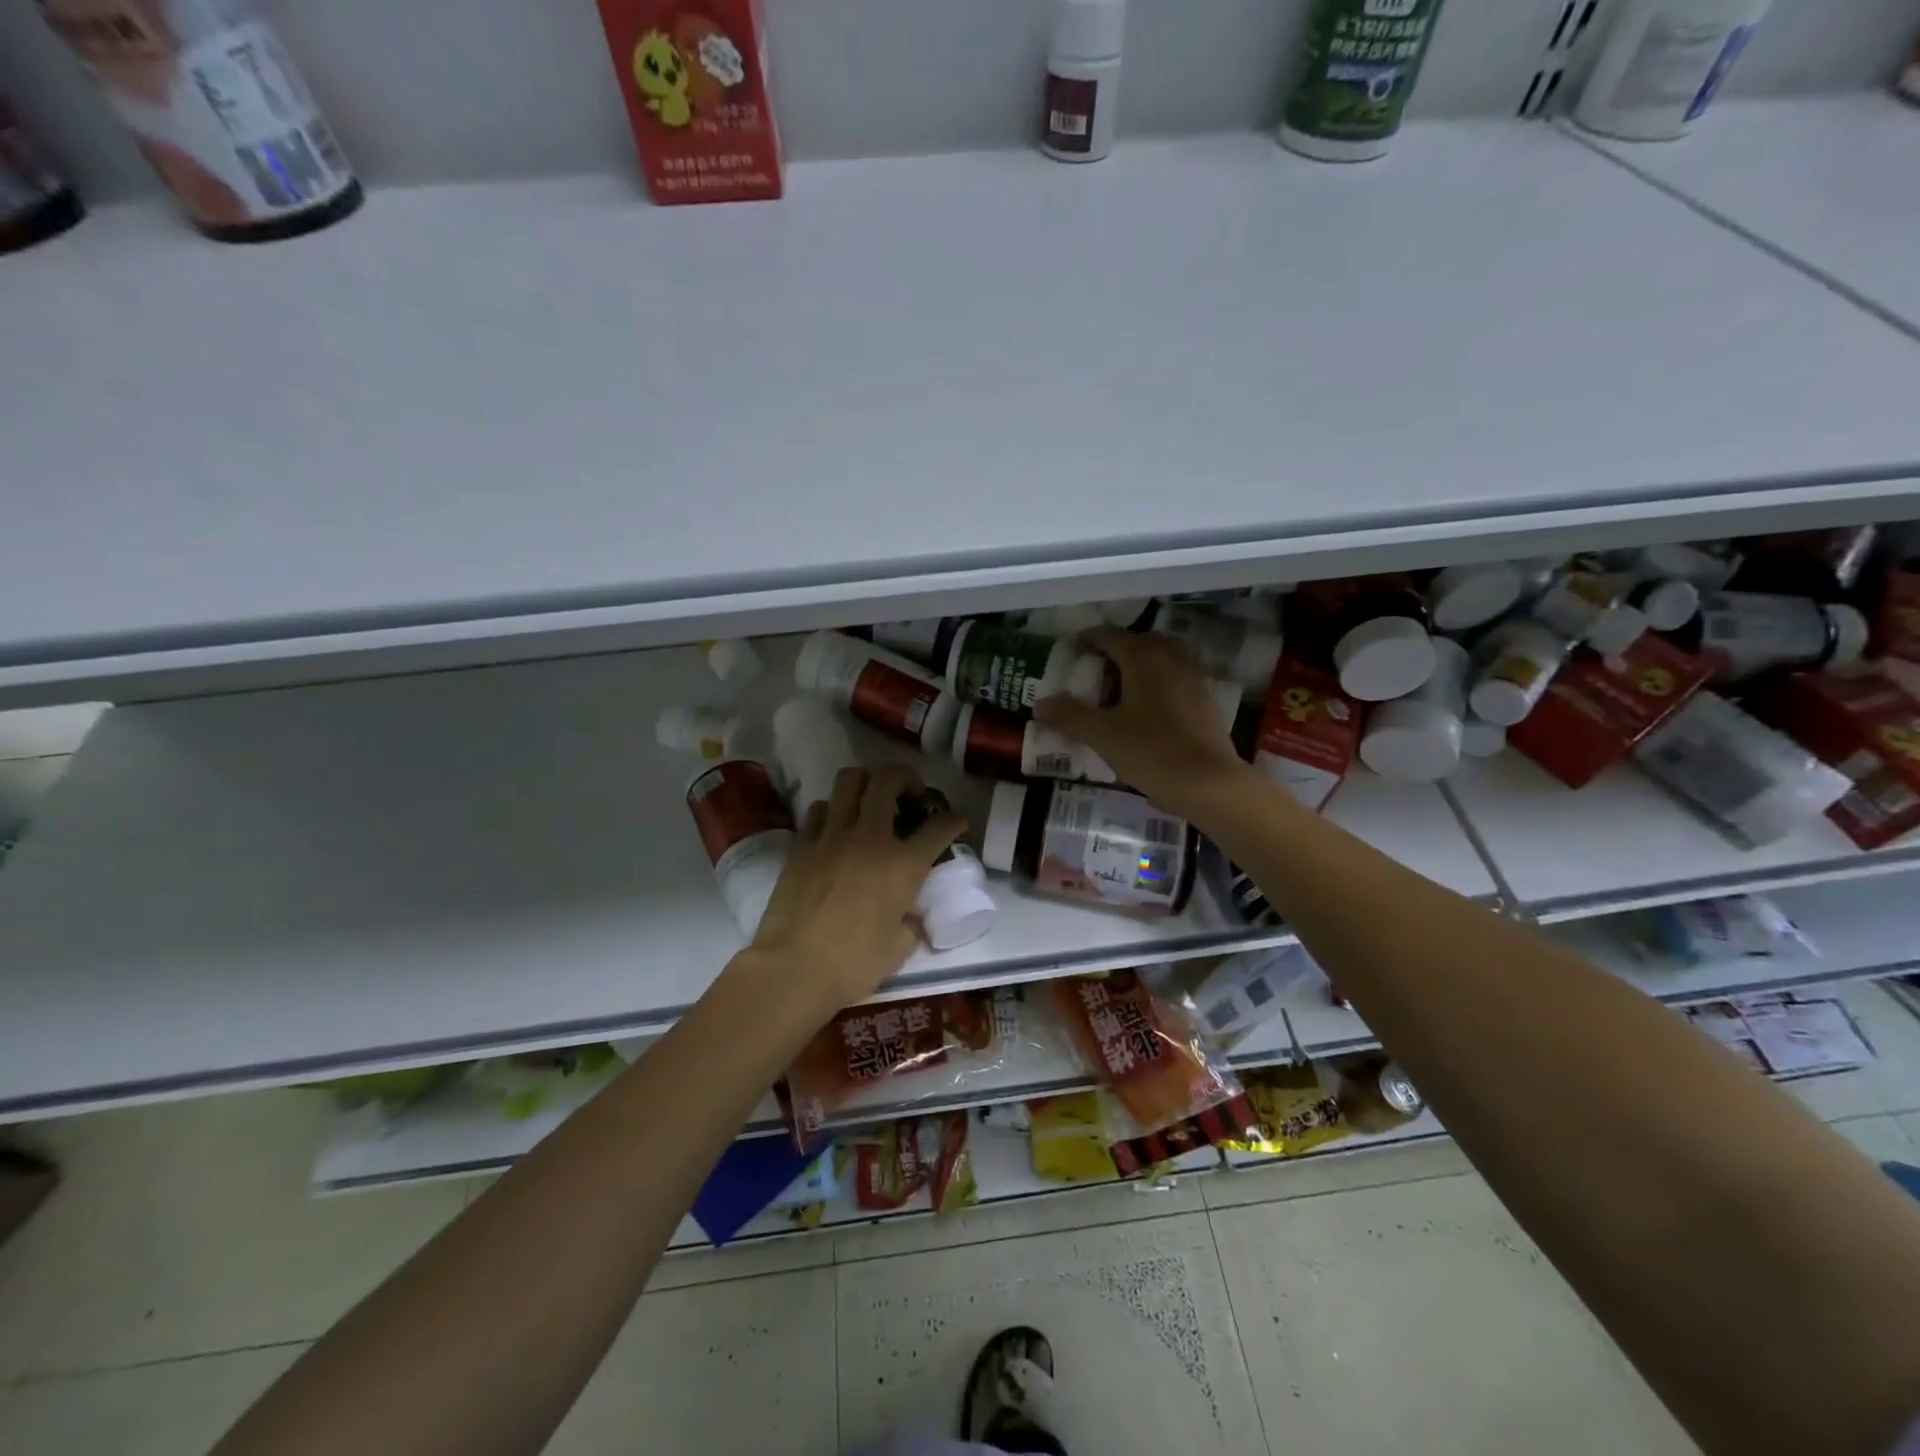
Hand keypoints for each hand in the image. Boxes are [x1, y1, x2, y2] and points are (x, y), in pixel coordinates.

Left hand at [745, 763, 964, 1012]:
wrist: (793, 968)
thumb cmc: (854, 964)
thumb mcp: (899, 948)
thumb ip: (910, 924)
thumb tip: (909, 918)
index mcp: (903, 865)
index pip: (939, 827)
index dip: (954, 821)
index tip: (957, 823)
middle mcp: (870, 838)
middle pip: (888, 779)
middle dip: (905, 778)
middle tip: (909, 795)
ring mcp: (831, 836)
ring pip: (848, 781)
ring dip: (865, 785)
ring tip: (870, 804)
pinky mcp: (801, 846)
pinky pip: (819, 810)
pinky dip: (832, 811)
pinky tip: (835, 829)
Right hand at [1035, 626, 1253, 819]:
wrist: (1209, 783)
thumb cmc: (1151, 751)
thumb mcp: (1102, 735)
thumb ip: (1070, 716)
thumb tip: (1040, 705)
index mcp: (1144, 658)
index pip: (1110, 635)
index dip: (1087, 640)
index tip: (1071, 651)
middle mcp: (1172, 659)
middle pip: (1139, 643)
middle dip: (1115, 652)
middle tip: (1093, 671)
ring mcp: (1194, 679)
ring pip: (1161, 660)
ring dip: (1139, 667)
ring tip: (1118, 691)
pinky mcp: (1206, 702)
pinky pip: (1176, 681)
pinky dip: (1158, 686)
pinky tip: (1146, 711)